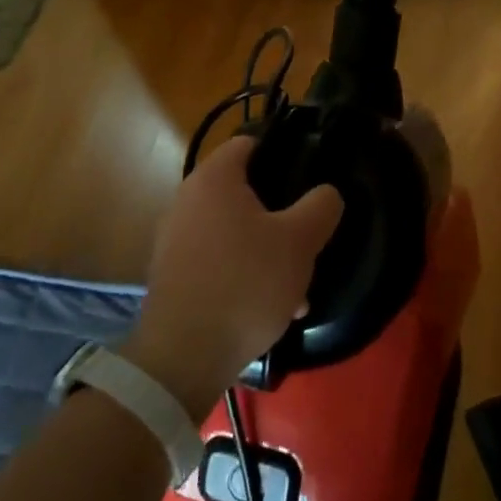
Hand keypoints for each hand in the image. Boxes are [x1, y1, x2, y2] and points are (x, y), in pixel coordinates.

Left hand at [122, 136, 342, 418]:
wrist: (184, 357)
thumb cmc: (245, 283)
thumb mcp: (300, 241)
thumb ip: (321, 206)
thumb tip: (326, 193)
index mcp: (215, 179)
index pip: (250, 143)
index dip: (283, 152)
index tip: (310, 175)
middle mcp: (188, 200)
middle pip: (245, 192)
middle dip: (281, 214)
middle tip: (309, 236)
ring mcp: (176, 239)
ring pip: (236, 232)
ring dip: (268, 250)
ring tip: (298, 286)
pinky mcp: (174, 275)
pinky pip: (219, 261)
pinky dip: (245, 273)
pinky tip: (273, 308)